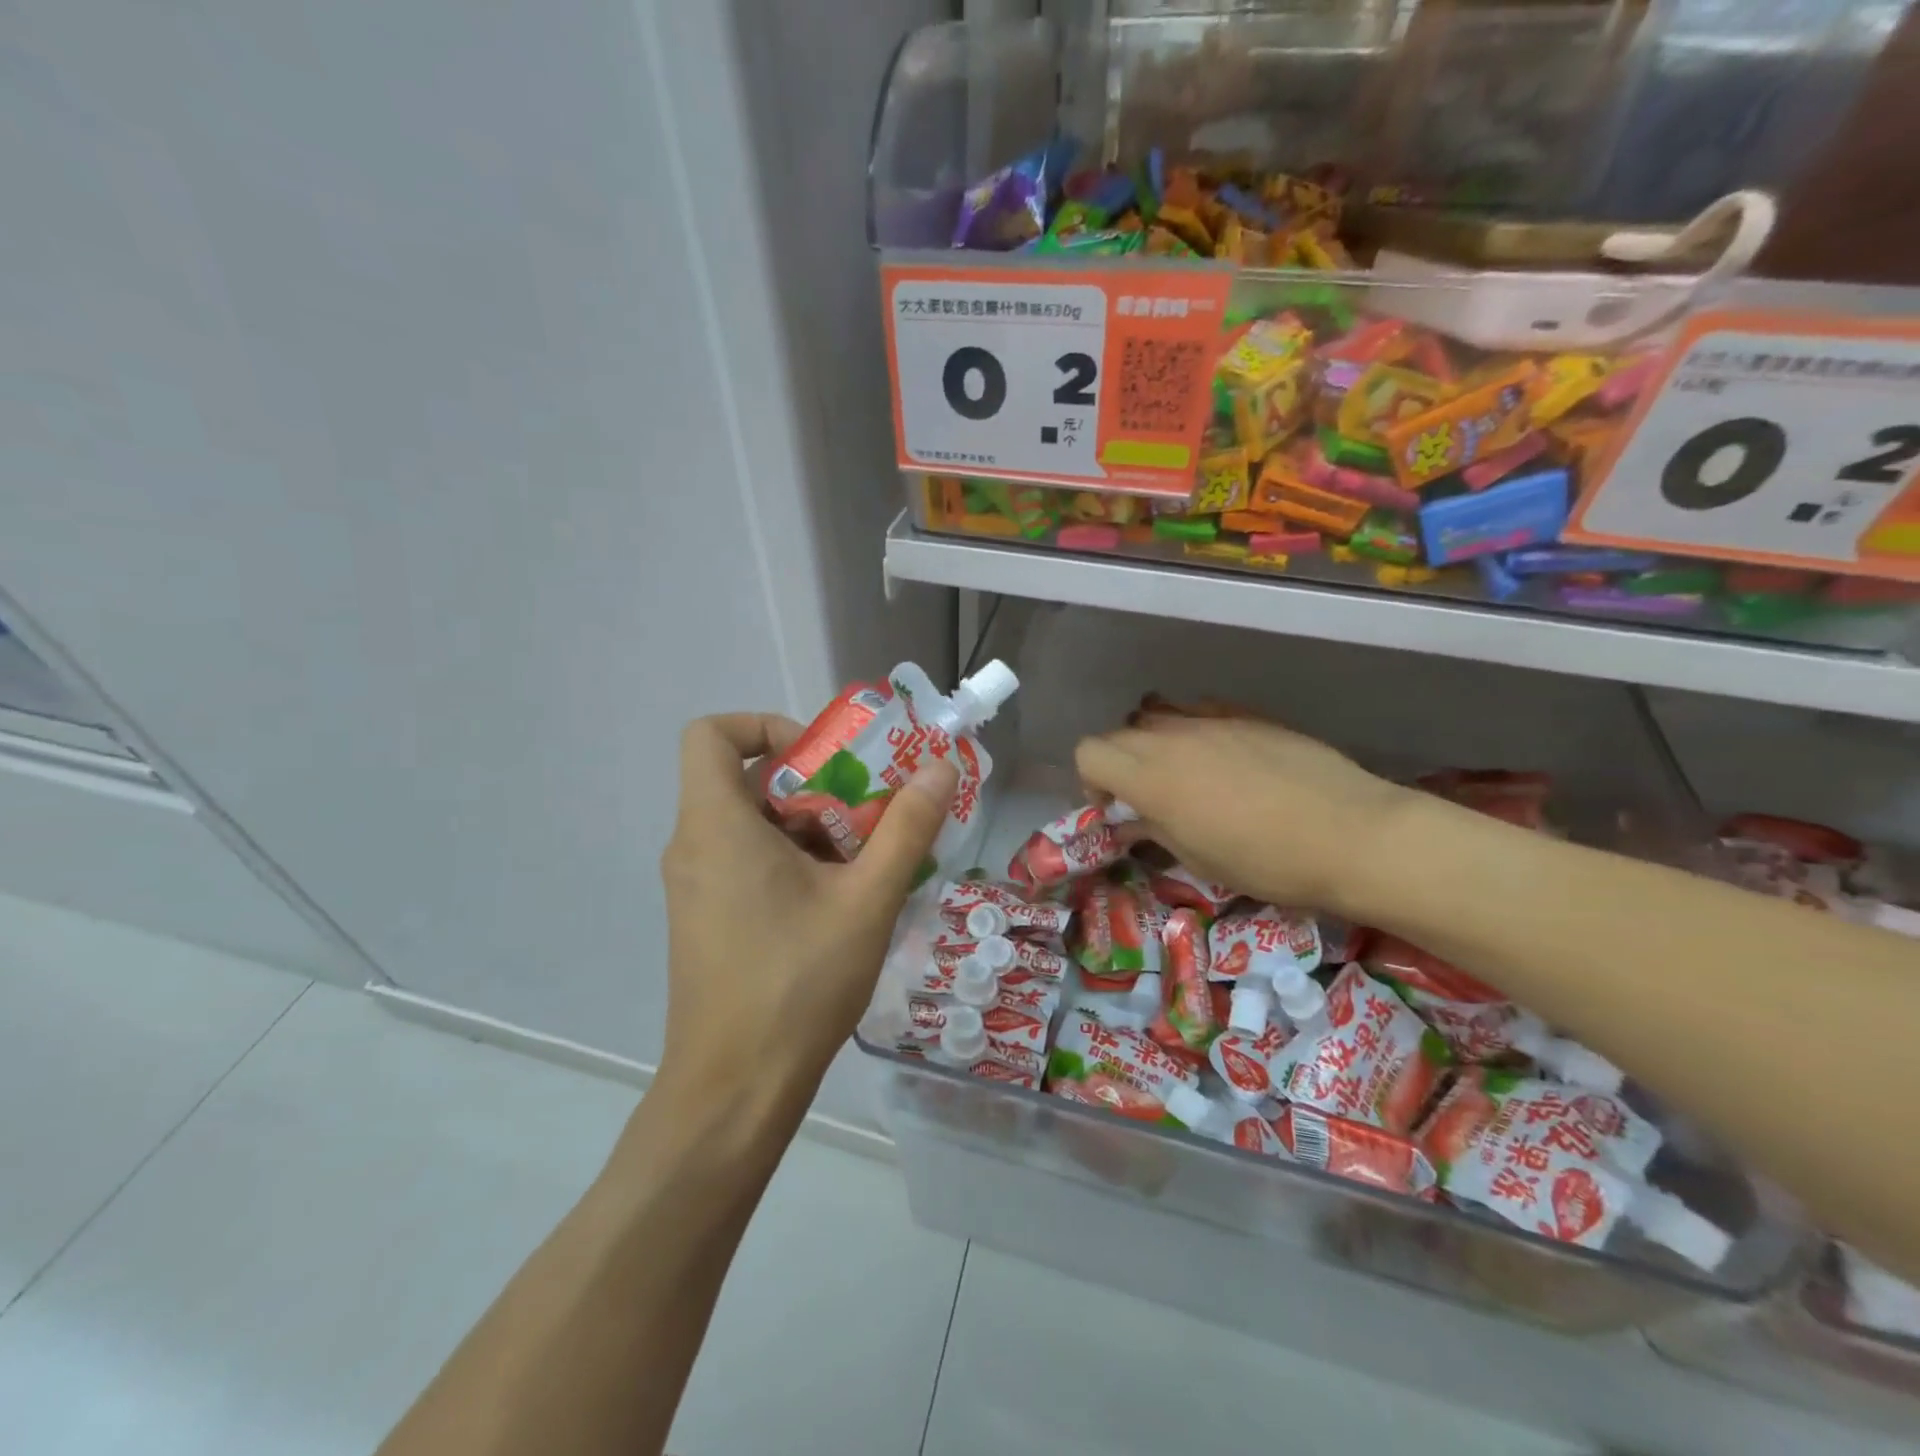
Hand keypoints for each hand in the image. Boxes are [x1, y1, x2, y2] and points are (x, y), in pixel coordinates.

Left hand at [657, 714, 957, 1100]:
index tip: (824, 760)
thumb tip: (940, 767)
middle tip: (868, 811)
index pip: (711, 733)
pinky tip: (839, 900)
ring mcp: (694, 886)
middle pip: (744, 779)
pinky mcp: (705, 918)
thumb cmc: (797, 984)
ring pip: (751, 823)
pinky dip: (791, 859)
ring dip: (810, 826)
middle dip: (813, 784)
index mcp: (716, 825)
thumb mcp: (867, 900)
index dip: (765, 726)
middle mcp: (693, 846)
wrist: (734, 1090)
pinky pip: (745, 860)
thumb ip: (906, 828)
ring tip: (866, 860)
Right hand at [1074, 709, 1413, 919]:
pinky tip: (1221, 756)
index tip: (1116, 808)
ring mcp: (1211, 720)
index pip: (1089, 753)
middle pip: (1119, 733)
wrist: (1351, 834)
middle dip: (1120, 763)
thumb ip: (1153, 831)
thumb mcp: (1199, 859)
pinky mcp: (1246, 714)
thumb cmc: (1267, 862)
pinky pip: (1199, 709)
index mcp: (1152, 778)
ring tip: (1182, 773)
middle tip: (1147, 797)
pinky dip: (1191, 728)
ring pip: (1157, 715)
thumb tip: (1128, 822)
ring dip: (1153, 742)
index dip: (1092, 781)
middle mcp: (1172, 738)